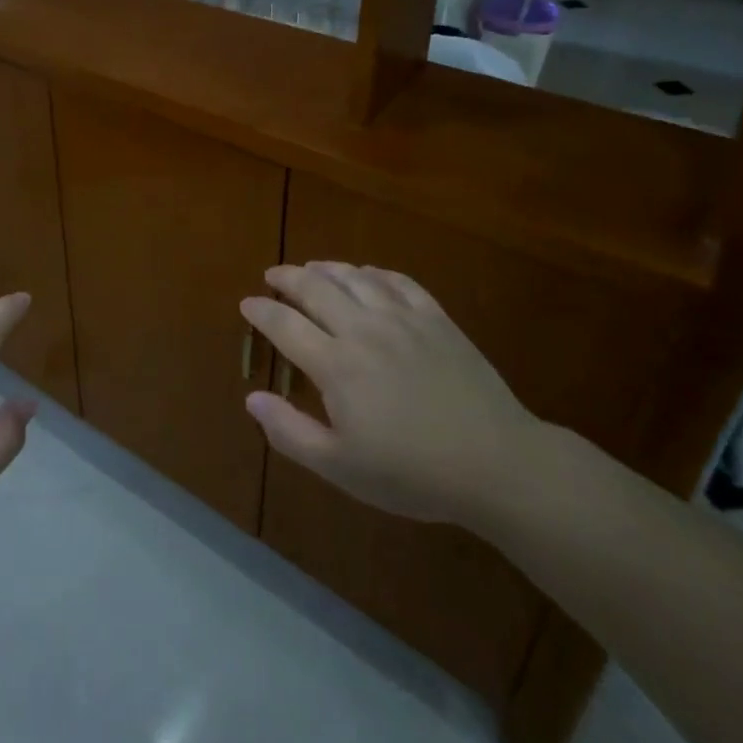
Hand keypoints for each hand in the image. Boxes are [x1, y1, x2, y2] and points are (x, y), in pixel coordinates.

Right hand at [240, 262, 542, 527]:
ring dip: (327, 268)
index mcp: (336, 364)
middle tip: (273, 275)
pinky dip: (375, 273)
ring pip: (355, 277)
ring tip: (312, 268)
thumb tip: (252, 398)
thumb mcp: (341, 467)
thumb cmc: (412, 473)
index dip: (261, 311)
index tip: (247, 303)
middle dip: (288, 278)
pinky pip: (399, 282)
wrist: (496, 464)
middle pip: (316, 289)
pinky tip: (368, 274)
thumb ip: (290, 431)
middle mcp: (364, 330)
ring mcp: (403, 319)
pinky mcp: (437, 319)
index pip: (285, 325)